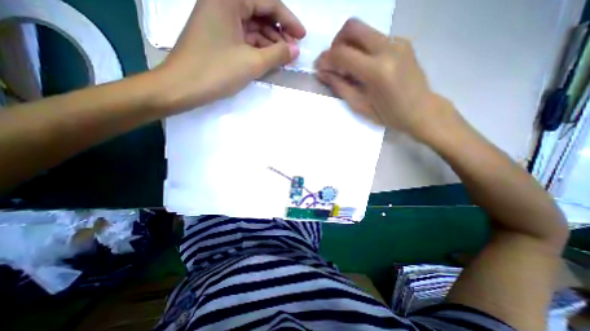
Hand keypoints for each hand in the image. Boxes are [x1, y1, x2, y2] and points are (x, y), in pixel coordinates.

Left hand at [154, 0, 306, 110]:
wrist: (181, 87)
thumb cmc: (216, 71)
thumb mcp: (252, 63)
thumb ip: (277, 54)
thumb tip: (295, 50)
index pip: (268, 2)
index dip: (289, 20)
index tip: (302, 36)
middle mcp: (222, 2)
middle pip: (260, 12)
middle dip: (279, 32)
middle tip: (292, 51)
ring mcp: (218, 20)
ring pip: (252, 27)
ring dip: (270, 42)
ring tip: (282, 58)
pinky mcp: (217, 36)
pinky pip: (243, 37)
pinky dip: (257, 47)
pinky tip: (267, 58)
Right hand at [316, 19, 458, 141]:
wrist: (422, 110)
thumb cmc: (389, 115)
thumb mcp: (360, 105)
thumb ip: (339, 86)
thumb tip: (322, 73)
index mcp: (376, 70)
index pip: (342, 53)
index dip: (326, 59)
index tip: (320, 67)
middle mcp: (388, 48)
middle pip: (352, 27)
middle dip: (336, 43)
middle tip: (334, 62)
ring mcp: (397, 42)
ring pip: (363, 30)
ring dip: (349, 45)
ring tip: (349, 68)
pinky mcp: (402, 42)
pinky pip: (374, 38)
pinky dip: (362, 48)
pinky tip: (364, 66)